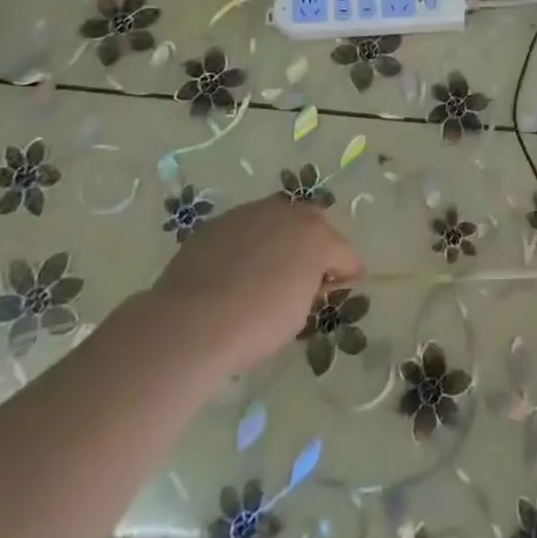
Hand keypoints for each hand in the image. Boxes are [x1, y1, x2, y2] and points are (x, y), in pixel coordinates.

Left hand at [147, 195, 361, 380]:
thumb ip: (311, 289)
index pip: (344, 253)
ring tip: (267, 268)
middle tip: (306, 273)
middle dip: (315, 244)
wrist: (189, 323)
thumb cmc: (256, 324)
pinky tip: (235, 270)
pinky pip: (244, 229)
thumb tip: (310, 282)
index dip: (347, 272)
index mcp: (317, 237)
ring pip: (277, 220)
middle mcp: (288, 213)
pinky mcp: (219, 222)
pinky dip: (248, 244)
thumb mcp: (298, 315)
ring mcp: (251, 212)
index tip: (344, 285)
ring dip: (280, 238)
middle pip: (313, 224)